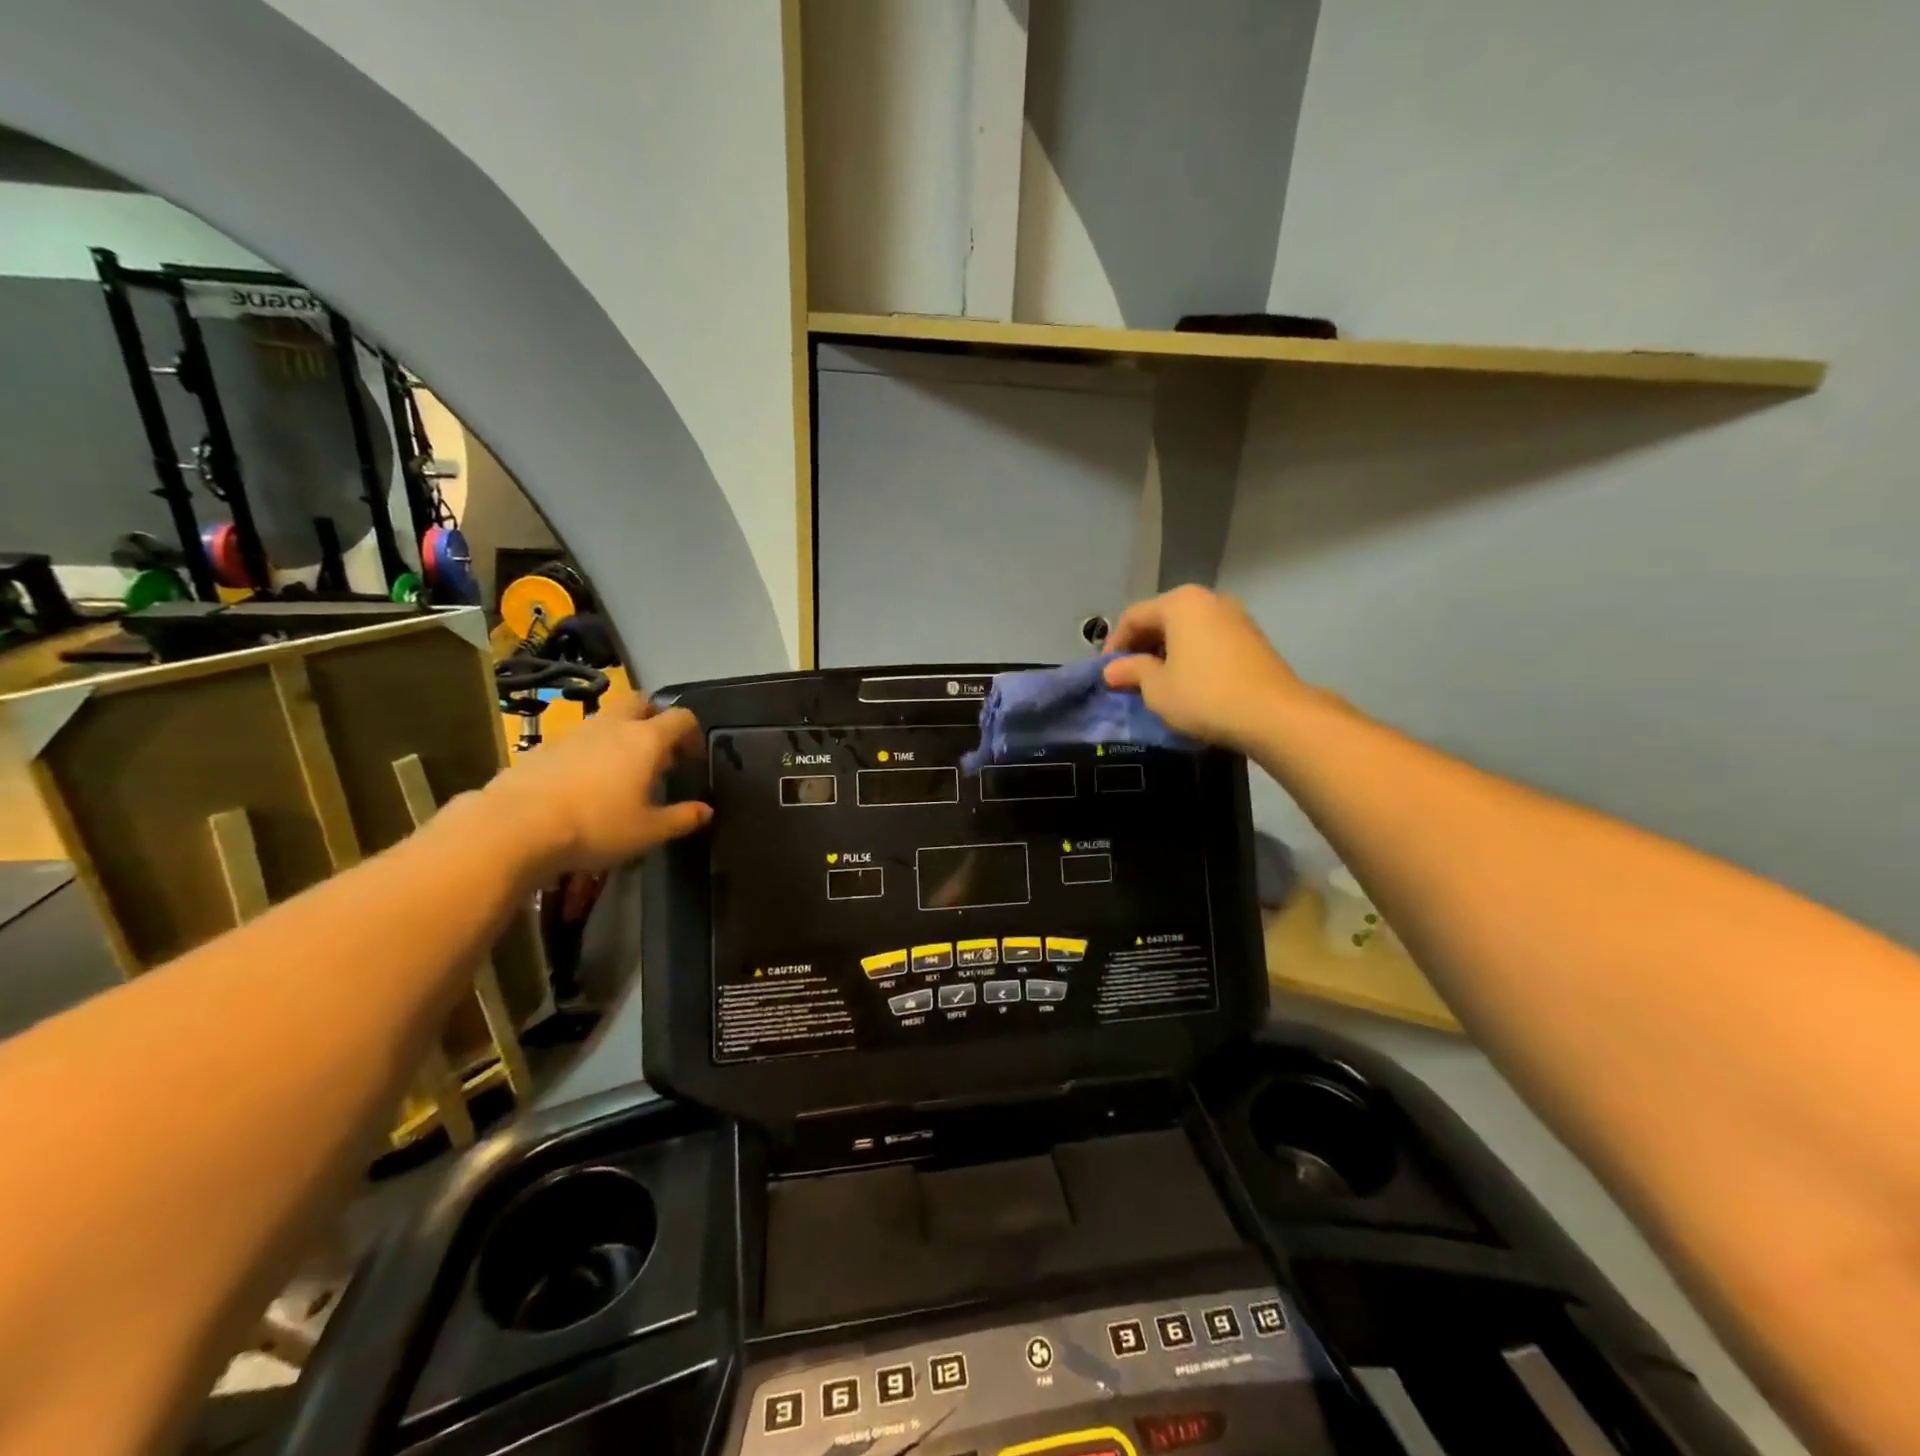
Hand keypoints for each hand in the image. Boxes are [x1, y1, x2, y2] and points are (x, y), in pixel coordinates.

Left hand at [483, 696, 710, 876]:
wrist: (516, 826)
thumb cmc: (596, 825)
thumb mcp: (648, 831)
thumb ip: (682, 818)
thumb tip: (707, 811)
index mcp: (646, 740)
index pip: (681, 718)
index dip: (692, 734)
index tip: (691, 760)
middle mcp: (613, 726)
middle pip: (640, 703)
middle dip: (653, 719)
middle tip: (656, 751)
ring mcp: (574, 732)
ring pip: (606, 719)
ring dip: (619, 735)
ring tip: (620, 771)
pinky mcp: (543, 746)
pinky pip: (577, 740)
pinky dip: (589, 752)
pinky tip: (583, 784)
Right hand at [1103, 586, 1304, 753]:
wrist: (1273, 714)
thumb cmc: (1204, 695)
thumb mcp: (1156, 688)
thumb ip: (1131, 671)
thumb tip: (1112, 669)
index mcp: (1180, 603)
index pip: (1133, 616)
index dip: (1114, 644)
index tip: (1107, 673)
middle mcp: (1208, 600)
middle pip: (1162, 618)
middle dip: (1141, 646)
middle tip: (1129, 677)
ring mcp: (1235, 616)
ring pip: (1187, 629)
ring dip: (1166, 651)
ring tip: (1156, 681)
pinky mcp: (1252, 638)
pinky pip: (1208, 639)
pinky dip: (1191, 654)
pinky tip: (1187, 681)